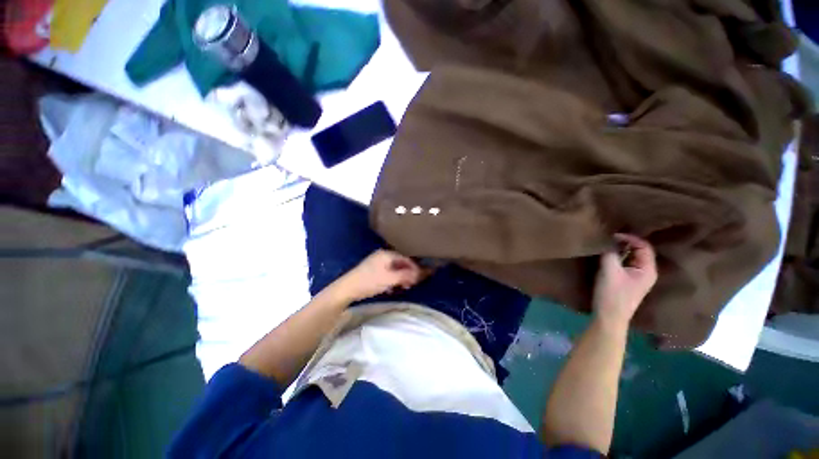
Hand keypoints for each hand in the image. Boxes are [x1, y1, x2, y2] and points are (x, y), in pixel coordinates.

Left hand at [330, 250, 424, 302]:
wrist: (347, 288)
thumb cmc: (370, 281)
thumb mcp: (390, 279)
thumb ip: (406, 276)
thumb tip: (421, 274)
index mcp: (387, 254)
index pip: (406, 259)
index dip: (415, 268)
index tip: (421, 278)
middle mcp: (383, 256)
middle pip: (401, 263)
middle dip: (408, 274)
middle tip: (411, 284)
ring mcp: (377, 263)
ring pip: (395, 269)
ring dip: (400, 278)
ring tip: (403, 288)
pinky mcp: (373, 270)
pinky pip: (388, 273)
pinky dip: (392, 280)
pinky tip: (391, 288)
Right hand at [592, 234, 657, 330]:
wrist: (609, 318)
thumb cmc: (612, 294)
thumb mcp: (609, 271)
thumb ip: (609, 253)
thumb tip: (607, 240)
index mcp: (648, 269)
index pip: (644, 246)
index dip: (629, 237)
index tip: (612, 234)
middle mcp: (646, 272)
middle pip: (638, 251)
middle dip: (624, 243)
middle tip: (607, 238)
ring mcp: (636, 278)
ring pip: (630, 258)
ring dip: (619, 251)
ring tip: (605, 245)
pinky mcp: (627, 282)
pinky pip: (624, 264)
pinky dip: (616, 258)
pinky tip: (605, 257)